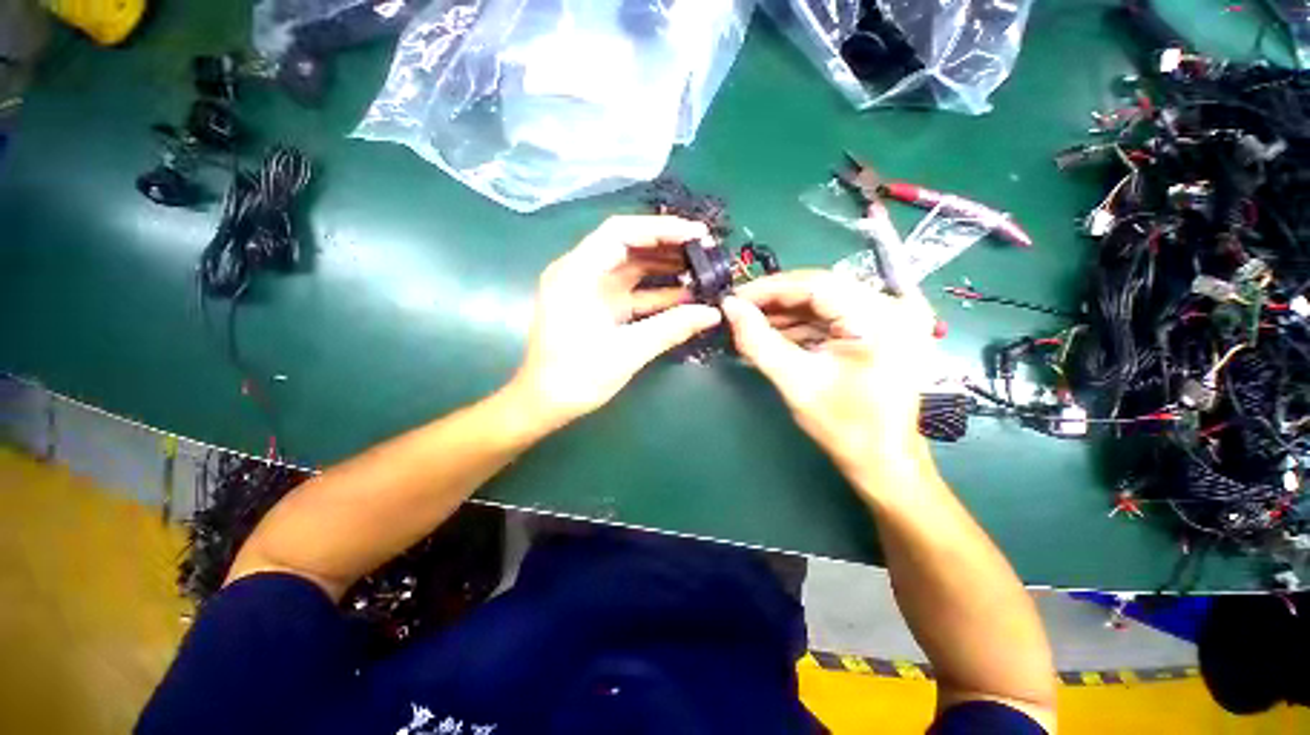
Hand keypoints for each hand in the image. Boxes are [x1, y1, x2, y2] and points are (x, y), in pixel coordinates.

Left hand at [508, 216, 722, 430]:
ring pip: (633, 268)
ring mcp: (592, 291)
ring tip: (702, 270)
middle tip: (707, 251)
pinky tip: (686, 296)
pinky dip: (657, 293)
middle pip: (629, 247)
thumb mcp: (628, 351)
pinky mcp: (601, 308)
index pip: (621, 233)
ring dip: (666, 269)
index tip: (697, 234)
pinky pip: (632, 292)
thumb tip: (712, 314)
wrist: (546, 404)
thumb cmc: (577, 376)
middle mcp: (582, 273)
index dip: (661, 229)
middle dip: (668, 247)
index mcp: (577, 273)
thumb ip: (671, 328)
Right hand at [721, 270, 938, 493]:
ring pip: (824, 301)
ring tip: (750, 324)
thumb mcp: (795, 382)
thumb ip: (758, 341)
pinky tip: (774, 333)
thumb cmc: (844, 427)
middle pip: (820, 289)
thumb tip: (730, 307)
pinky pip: (833, 315)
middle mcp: (893, 307)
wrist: (883, 459)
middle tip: (739, 311)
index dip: (769, 289)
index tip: (734, 297)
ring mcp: (891, 316)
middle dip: (774, 301)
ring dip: (785, 313)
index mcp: (880, 318)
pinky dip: (802, 324)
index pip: (815, 284)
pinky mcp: (883, 327)